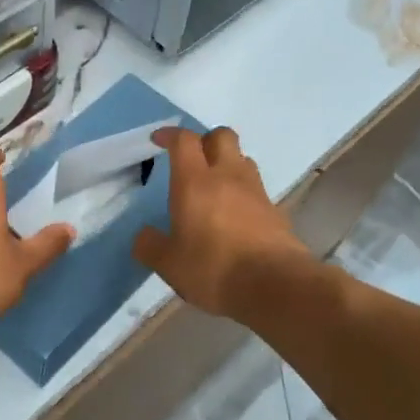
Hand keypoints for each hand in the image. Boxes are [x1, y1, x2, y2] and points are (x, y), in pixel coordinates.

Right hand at [134, 127, 309, 317]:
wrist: (274, 285)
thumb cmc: (213, 267)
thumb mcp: (168, 263)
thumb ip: (150, 246)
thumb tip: (144, 236)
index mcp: (195, 181)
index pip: (184, 140)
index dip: (170, 134)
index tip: (158, 140)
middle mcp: (227, 176)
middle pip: (222, 136)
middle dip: (205, 140)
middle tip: (191, 160)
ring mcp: (255, 192)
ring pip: (242, 159)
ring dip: (227, 164)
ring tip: (213, 187)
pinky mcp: (275, 211)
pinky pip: (255, 189)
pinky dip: (242, 193)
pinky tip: (234, 216)